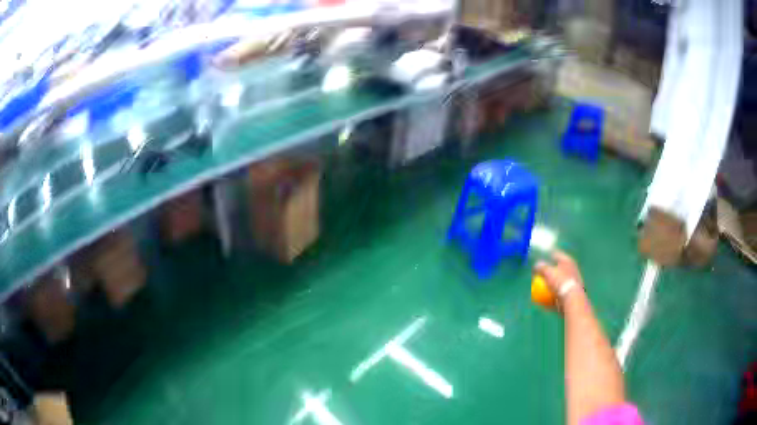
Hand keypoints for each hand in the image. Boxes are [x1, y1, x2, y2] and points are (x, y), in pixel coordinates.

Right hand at [534, 251, 584, 300]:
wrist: (572, 299)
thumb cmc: (560, 281)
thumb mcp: (548, 272)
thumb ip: (541, 267)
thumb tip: (536, 265)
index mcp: (568, 261)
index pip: (556, 255)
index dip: (548, 257)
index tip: (540, 262)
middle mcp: (573, 269)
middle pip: (559, 269)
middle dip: (551, 272)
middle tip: (541, 276)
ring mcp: (574, 283)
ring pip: (560, 283)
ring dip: (552, 286)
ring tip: (542, 291)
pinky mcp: (573, 295)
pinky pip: (561, 295)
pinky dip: (554, 297)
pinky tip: (546, 303)